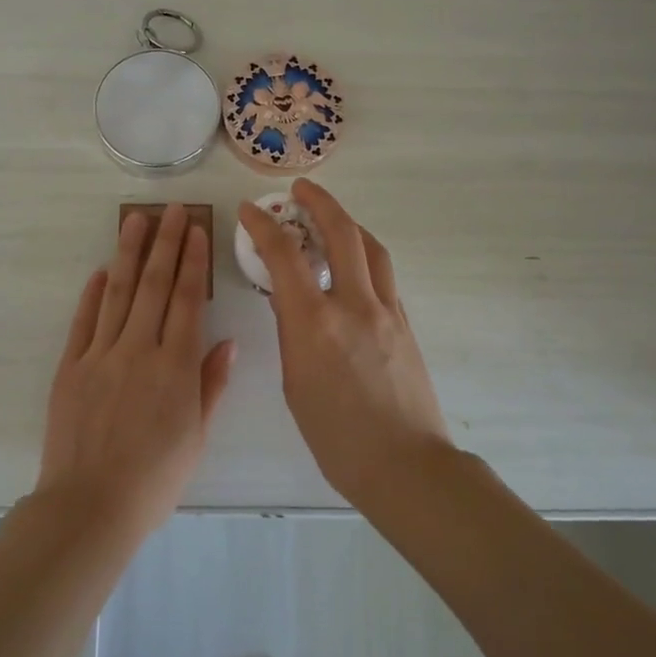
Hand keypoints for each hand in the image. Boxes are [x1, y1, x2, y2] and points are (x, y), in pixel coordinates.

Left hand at [37, 204, 235, 536]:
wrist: (91, 505)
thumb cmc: (155, 478)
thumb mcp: (197, 436)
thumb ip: (211, 384)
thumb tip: (226, 342)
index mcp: (176, 366)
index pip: (188, 300)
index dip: (193, 261)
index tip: (196, 230)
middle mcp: (139, 349)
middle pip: (154, 285)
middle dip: (165, 243)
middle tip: (170, 209)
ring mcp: (101, 355)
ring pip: (118, 292)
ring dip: (128, 254)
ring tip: (135, 221)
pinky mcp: (71, 367)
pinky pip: (83, 321)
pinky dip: (92, 293)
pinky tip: (100, 271)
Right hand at [237, 181, 452, 504]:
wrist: (405, 466)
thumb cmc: (336, 438)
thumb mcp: (296, 384)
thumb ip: (292, 334)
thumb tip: (288, 301)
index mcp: (315, 323)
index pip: (284, 256)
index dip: (263, 225)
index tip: (249, 210)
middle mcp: (354, 305)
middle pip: (342, 232)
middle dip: (319, 201)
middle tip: (300, 190)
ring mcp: (387, 311)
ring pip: (371, 248)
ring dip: (348, 224)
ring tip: (330, 221)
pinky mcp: (406, 324)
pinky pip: (384, 276)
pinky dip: (365, 257)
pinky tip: (353, 269)